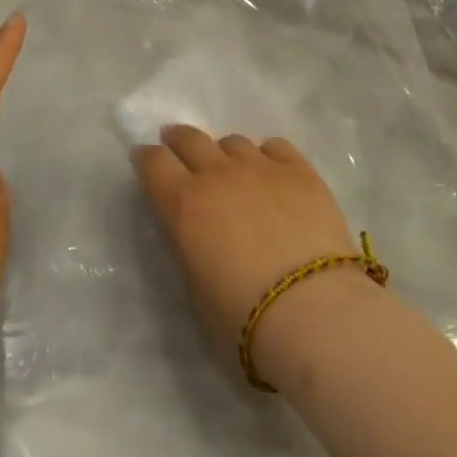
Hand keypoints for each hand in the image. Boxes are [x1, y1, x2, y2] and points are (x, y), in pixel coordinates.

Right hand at [134, 127, 368, 387]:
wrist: (311, 310)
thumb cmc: (242, 316)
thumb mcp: (195, 287)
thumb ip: (189, 246)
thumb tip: (195, 230)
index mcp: (184, 204)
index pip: (153, 163)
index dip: (146, 158)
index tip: (145, 159)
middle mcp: (217, 174)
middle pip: (189, 139)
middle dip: (178, 139)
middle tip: (175, 143)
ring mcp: (260, 167)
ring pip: (232, 141)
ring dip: (224, 152)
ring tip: (231, 168)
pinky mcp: (299, 170)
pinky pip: (274, 146)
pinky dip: (266, 155)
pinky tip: (271, 171)